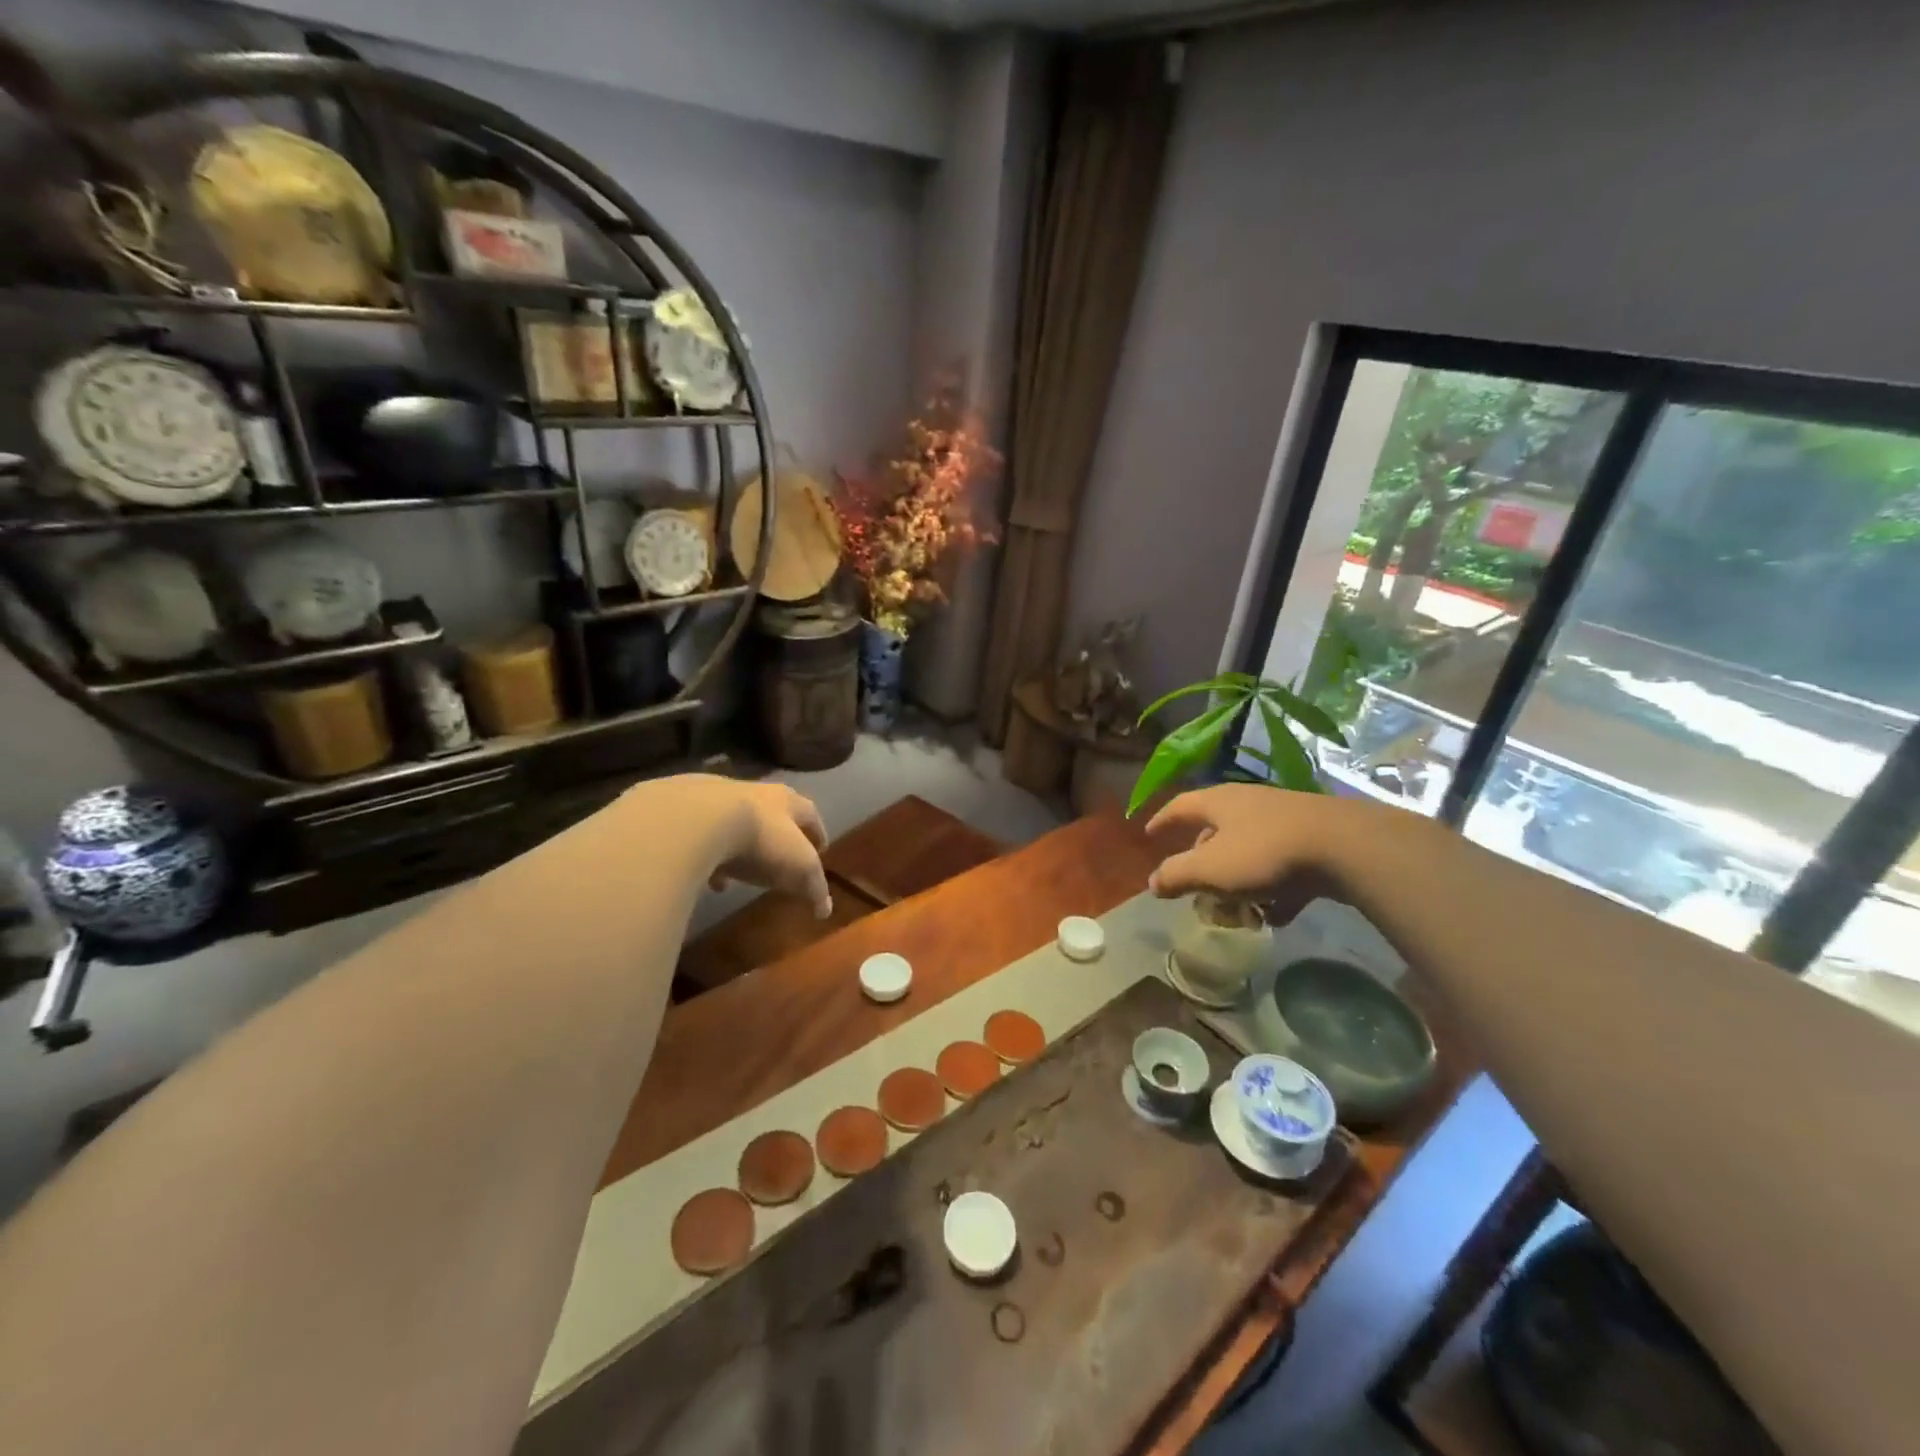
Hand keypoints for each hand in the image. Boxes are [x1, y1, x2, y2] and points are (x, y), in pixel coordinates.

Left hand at [704, 779, 832, 917]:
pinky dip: (706, 854)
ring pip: (734, 823)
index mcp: (787, 801)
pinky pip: (701, 835)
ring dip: (739, 845)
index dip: (817, 833)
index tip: (821, 850)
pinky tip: (702, 875)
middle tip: (779, 859)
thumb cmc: (761, 840)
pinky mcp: (684, 809)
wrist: (698, 819)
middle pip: (772, 813)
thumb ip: (814, 886)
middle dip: (777, 837)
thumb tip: (825, 910)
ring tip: (737, 872)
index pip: (810, 814)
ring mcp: (716, 798)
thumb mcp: (798, 868)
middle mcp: (755, 792)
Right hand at [1145, 783, 1351, 907]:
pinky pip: (1282, 866)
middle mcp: (1248, 803)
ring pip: (1249, 850)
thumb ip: (1177, 875)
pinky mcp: (1313, 840)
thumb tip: (1153, 882)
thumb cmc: (1264, 852)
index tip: (1149, 833)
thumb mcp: (1211, 869)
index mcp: (1218, 802)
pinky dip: (1274, 890)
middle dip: (1203, 859)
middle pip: (1215, 830)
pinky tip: (1277, 915)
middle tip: (1195, 883)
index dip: (1162, 820)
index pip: (1180, 806)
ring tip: (1237, 908)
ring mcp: (1283, 820)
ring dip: (1239, 880)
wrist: (1344, 846)